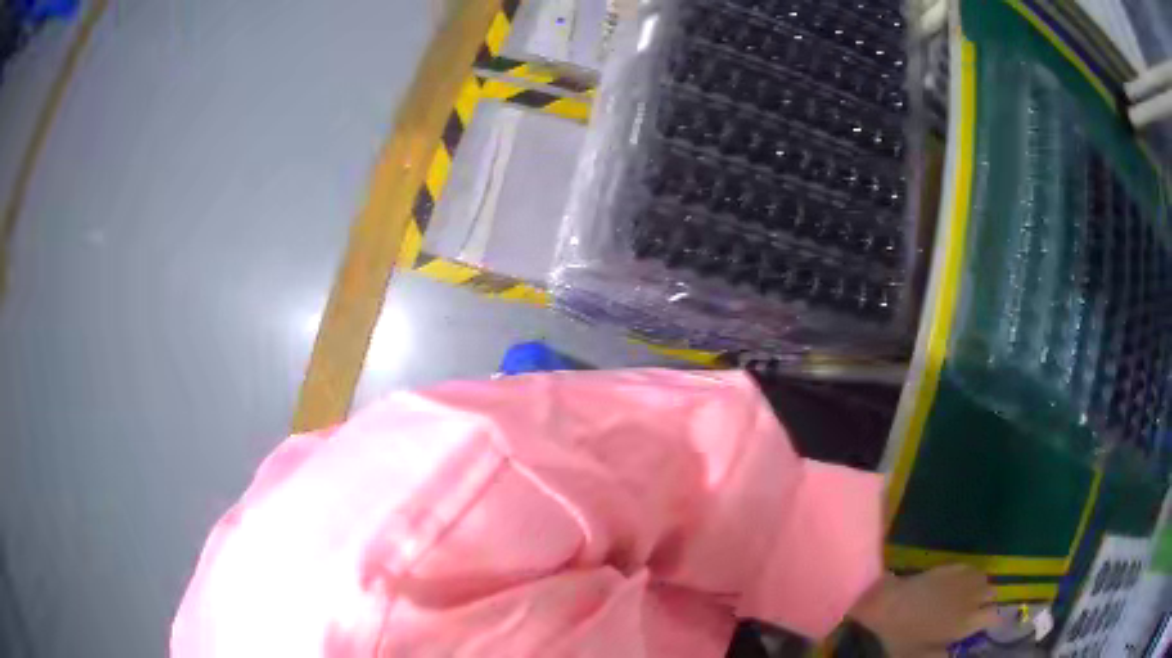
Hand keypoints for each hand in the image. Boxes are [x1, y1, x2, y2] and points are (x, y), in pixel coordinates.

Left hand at [848, 565, 998, 656]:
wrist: (885, 606)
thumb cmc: (902, 637)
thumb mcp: (921, 655)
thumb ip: (942, 655)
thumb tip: (951, 654)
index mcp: (966, 622)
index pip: (993, 616)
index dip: (991, 621)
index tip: (984, 625)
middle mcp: (971, 597)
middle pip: (992, 593)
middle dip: (986, 601)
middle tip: (974, 611)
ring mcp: (962, 579)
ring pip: (984, 579)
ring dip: (979, 587)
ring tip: (967, 597)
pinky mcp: (950, 566)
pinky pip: (970, 568)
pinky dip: (969, 576)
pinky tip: (958, 584)